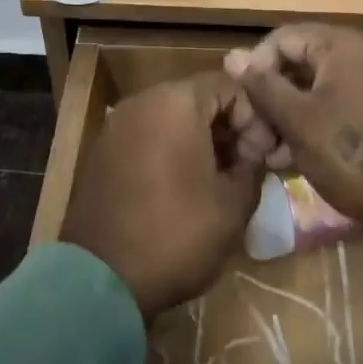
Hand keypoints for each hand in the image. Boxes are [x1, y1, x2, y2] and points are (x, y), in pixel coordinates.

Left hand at [61, 72, 263, 320]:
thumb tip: (254, 155)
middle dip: (227, 127)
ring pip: (171, 116)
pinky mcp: (103, 150)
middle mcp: (144, 101)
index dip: (254, 117)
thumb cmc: (176, 234)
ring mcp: (118, 124)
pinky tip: (182, 187)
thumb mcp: (233, 205)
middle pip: (198, 98)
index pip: (230, 85)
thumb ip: (252, 167)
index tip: (262, 156)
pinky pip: (147, 134)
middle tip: (244, 167)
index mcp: (177, 102)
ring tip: (216, 180)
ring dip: (199, 139)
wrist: (100, 277)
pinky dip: (169, 149)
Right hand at [225, 25, 362, 258]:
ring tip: (270, 155)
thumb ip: (263, 86)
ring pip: (318, 90)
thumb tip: (232, 55)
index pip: (282, 38)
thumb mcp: (299, 121)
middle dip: (271, 98)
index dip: (256, 68)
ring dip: (289, 117)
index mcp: (342, 45)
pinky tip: (296, 160)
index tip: (244, 106)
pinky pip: (340, 108)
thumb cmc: (355, 156)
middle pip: (300, 63)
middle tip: (254, 136)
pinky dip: (316, 126)